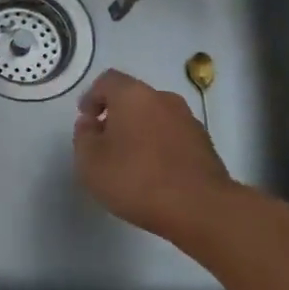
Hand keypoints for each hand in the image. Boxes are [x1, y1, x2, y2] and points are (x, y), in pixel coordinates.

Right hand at [73, 69, 237, 245]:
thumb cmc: (137, 179)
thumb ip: (83, 137)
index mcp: (133, 95)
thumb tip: (90, 124)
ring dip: (140, 132)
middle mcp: (163, 98)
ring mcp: (188, 120)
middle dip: (116, 116)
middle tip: (105, 143)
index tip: (86, 121)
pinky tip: (155, 174)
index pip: (107, 81)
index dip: (92, 97)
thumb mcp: (90, 162)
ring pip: (155, 117)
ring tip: (130, 162)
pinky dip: (160, 147)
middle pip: (133, 98)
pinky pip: (173, 136)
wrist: (201, 209)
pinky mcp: (205, 144)